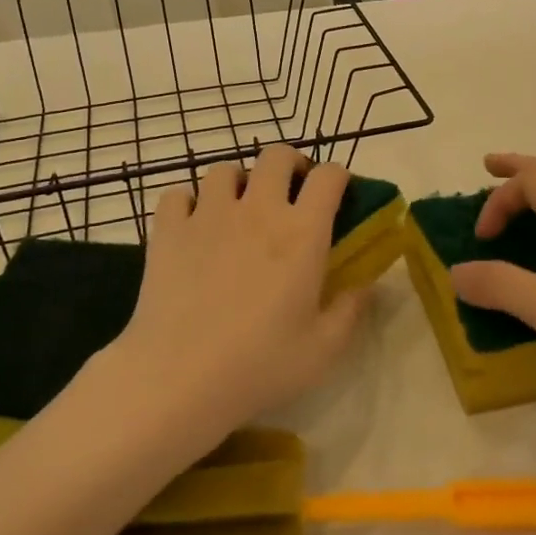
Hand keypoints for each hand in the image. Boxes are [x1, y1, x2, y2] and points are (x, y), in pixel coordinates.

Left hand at [114, 146, 366, 441]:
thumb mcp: (323, 349)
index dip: (338, 177)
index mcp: (302, 232)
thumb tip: (366, 284)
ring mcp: (208, 215)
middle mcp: (258, 209)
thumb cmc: (260, 365)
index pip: (329, 176)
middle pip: (276, 155)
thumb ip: (351, 310)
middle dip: (290, 164)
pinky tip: (192, 226)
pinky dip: (188, 204)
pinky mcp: (169, 230)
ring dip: (237, 182)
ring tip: (238, 209)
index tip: (338, 195)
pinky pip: (178, 195)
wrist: (179, 379)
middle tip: (291, 192)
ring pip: (224, 170)